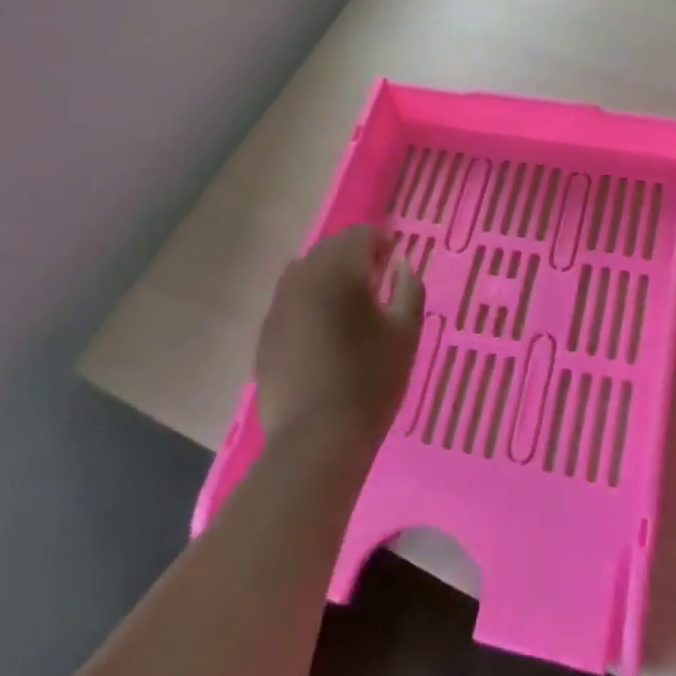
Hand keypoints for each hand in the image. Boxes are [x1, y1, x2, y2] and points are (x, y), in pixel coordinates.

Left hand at [255, 226, 425, 462]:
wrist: (315, 441)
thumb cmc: (369, 381)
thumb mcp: (406, 332)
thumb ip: (409, 288)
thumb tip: (401, 265)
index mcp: (339, 272)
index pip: (359, 235)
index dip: (381, 241)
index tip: (394, 260)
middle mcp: (303, 279)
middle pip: (329, 249)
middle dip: (354, 255)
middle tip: (376, 279)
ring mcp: (278, 307)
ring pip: (305, 272)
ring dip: (328, 275)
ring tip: (348, 303)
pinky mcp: (265, 335)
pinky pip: (290, 302)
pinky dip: (309, 302)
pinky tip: (324, 331)